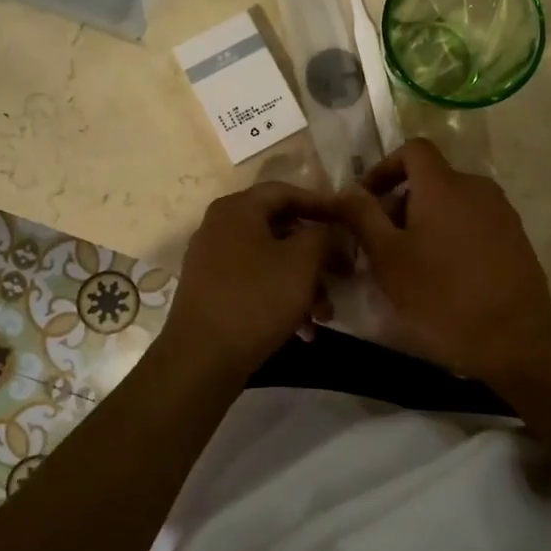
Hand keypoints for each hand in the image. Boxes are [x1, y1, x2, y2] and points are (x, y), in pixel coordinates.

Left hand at [157, 181, 340, 379]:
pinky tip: (304, 330)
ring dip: (304, 284)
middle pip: (281, 229)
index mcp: (237, 209)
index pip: (286, 192)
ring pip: (271, 261)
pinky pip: (255, 284)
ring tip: (325, 315)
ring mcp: (213, 261)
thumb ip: (324, 236)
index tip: (349, 222)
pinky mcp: (212, 292)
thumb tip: (333, 230)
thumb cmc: (255, 299)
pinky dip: (281, 299)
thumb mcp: (301, 262)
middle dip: (317, 255)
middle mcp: (220, 227)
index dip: (321, 204)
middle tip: (345, 274)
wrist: (201, 359)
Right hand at [333, 139, 550, 379]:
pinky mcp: (516, 238)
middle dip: (401, 204)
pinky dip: (452, 236)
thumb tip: (346, 191)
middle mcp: (476, 188)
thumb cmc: (441, 295)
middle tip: (381, 245)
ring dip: (426, 222)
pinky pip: (474, 223)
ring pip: (452, 204)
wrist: (514, 338)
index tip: (367, 200)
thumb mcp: (388, 258)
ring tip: (410, 264)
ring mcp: (501, 212)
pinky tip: (444, 275)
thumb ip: (363, 217)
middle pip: (431, 180)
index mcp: (443, 185)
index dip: (385, 167)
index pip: (413, 150)